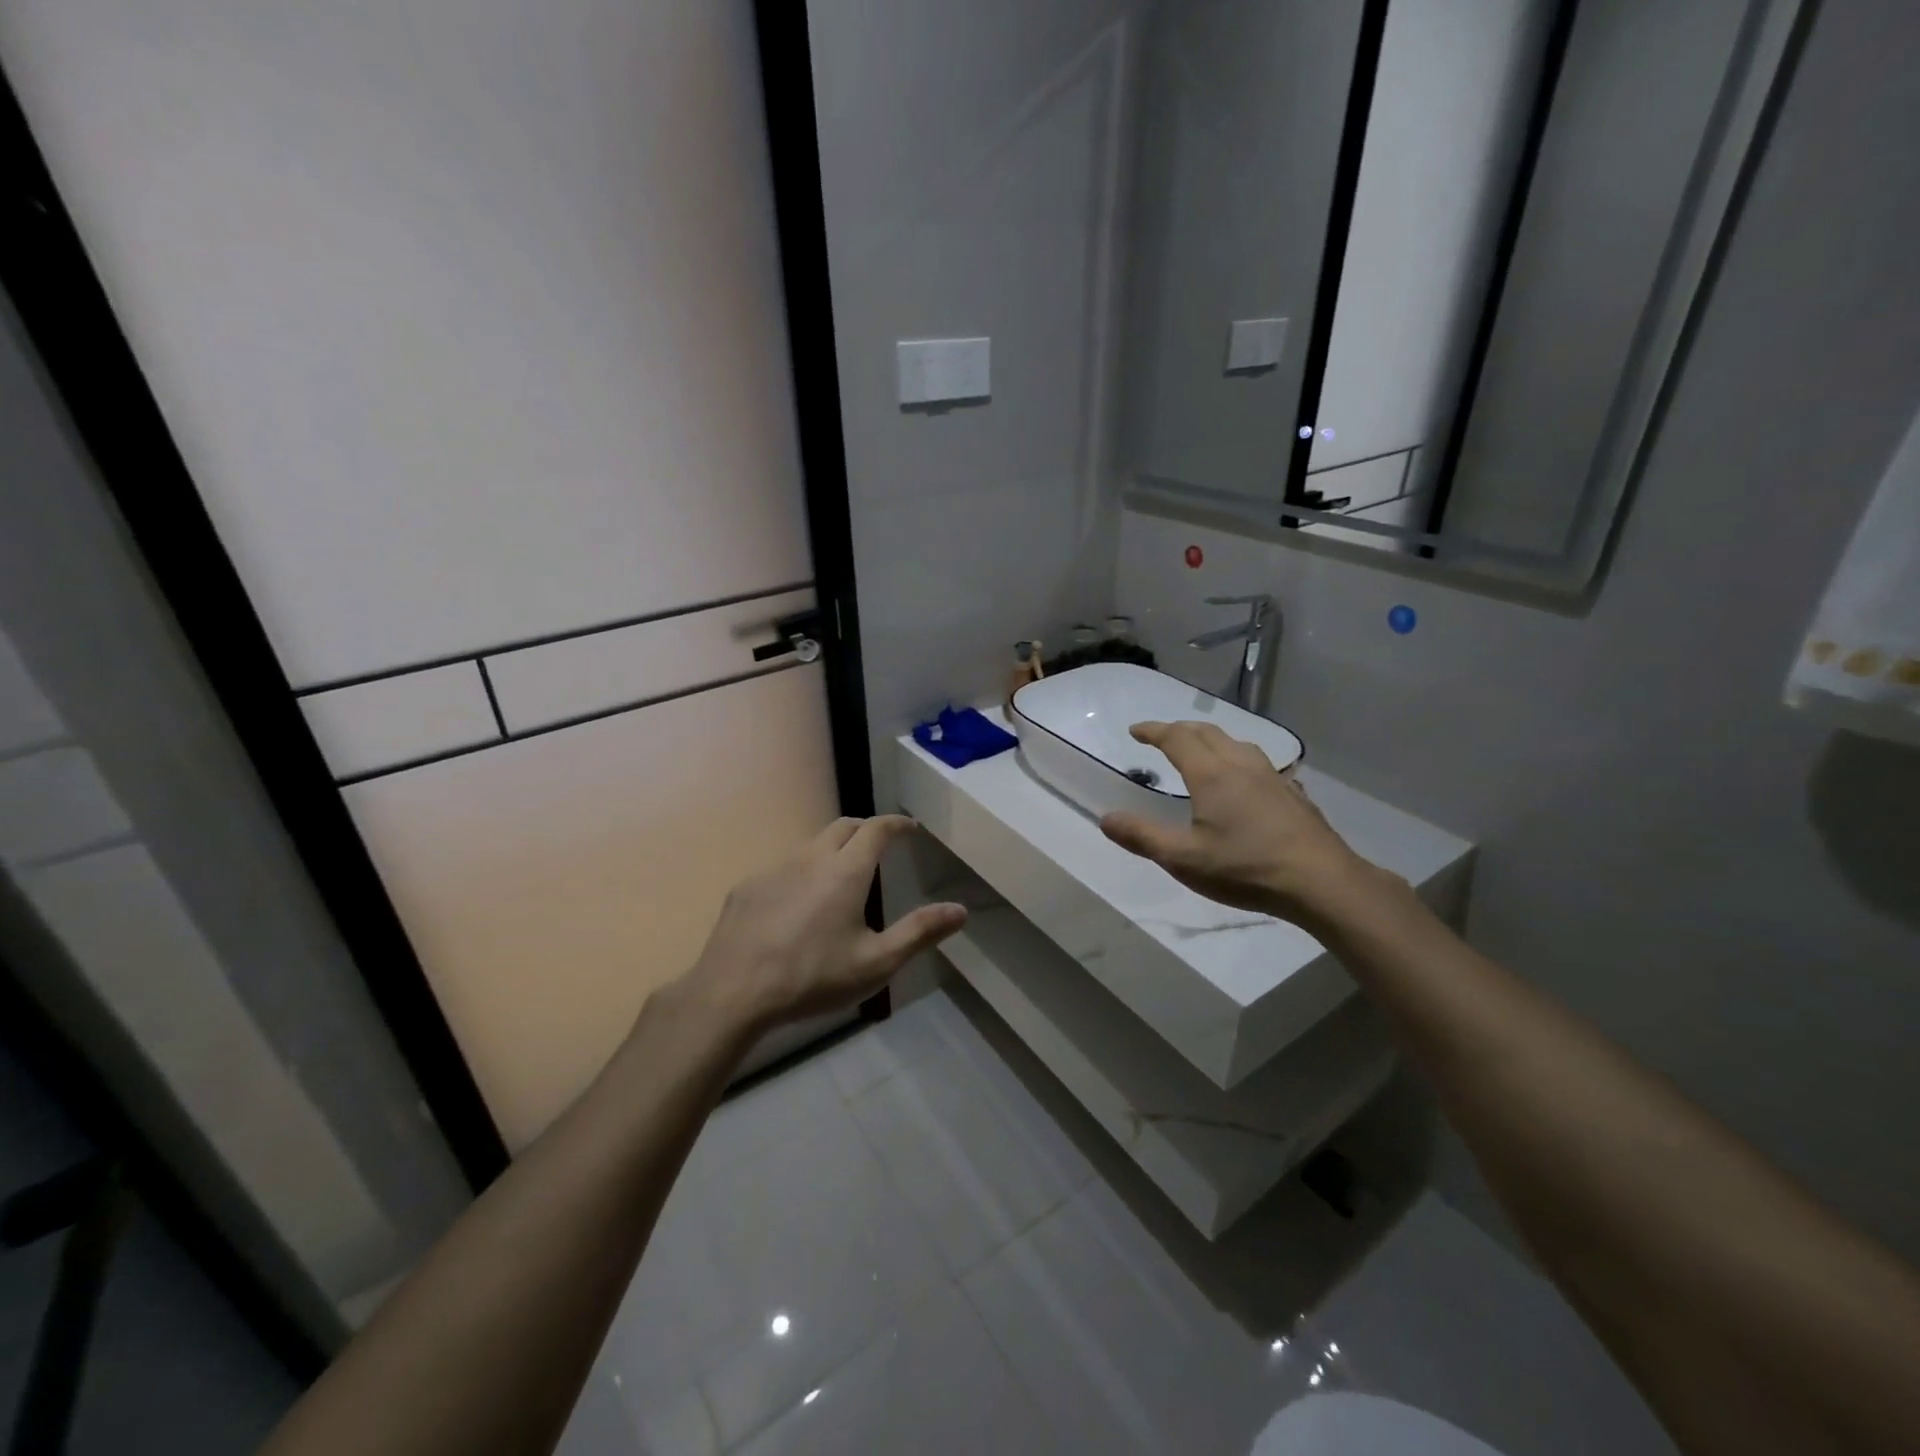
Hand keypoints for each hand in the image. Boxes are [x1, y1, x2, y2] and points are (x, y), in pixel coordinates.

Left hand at [677, 815, 966, 1036]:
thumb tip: (960, 910)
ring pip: (811, 843)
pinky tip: (798, 903)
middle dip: (866, 828)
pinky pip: (783, 865)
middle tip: (880, 845)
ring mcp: (775, 868)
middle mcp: (811, 858)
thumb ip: (919, 932)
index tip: (911, 827)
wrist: (732, 992)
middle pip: (843, 826)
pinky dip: (802, 870)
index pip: (877, 829)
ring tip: (842, 874)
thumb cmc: (812, 977)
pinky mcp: (748, 886)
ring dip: (833, 848)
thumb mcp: (876, 963)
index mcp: (846, 871)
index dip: (897, 823)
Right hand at [1099, 721, 1397, 927]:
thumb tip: (1105, 818)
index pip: (1177, 738)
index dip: (1154, 730)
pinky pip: (1258, 763)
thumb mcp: (1183, 859)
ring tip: (1201, 752)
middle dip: (1180, 730)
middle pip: (1207, 733)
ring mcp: (1272, 776)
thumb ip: (1142, 836)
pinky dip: (1238, 759)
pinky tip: (1245, 781)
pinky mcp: (1293, 793)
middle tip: (1162, 737)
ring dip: (1211, 740)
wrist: (1321, 881)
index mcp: (1211, 774)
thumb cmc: (1245, 868)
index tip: (1136, 731)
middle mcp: (1241, 765)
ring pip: (1236, 743)